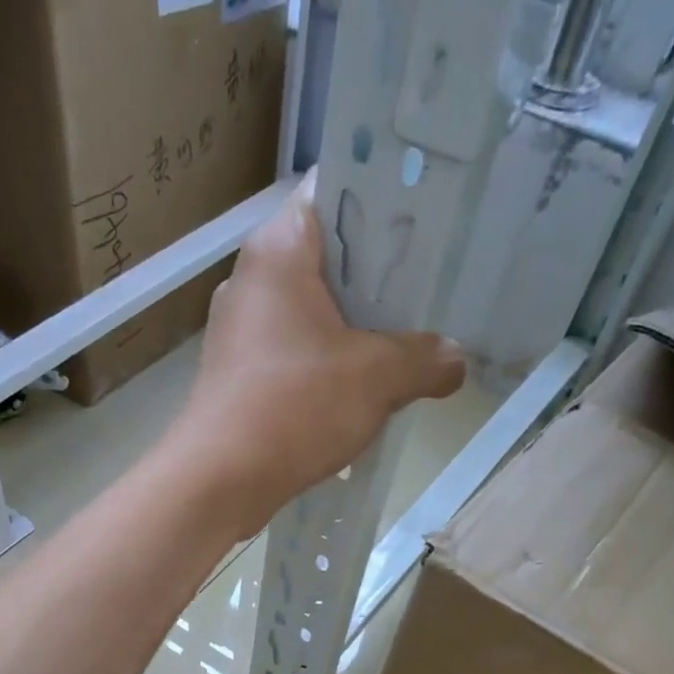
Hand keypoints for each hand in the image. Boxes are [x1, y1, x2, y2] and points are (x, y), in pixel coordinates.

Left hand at [162, 171, 467, 537]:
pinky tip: (364, 390)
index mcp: (278, 250)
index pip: (337, 192)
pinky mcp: (238, 378)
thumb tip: (454, 359)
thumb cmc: (295, 406)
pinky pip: (295, 356)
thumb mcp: (377, 377)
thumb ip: (425, 359)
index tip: (431, 223)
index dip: (387, 202)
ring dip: (356, 330)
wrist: (219, 481)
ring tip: (409, 343)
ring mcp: (241, 333)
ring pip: (312, 313)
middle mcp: (252, 281)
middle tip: (432, 290)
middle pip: (328, 259)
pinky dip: (328, 366)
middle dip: (380, 277)